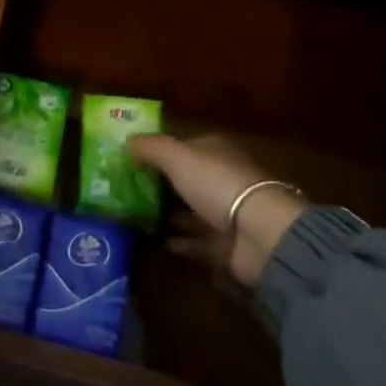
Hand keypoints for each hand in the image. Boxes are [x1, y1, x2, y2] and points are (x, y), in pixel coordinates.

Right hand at [129, 134, 309, 287]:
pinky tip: (159, 241)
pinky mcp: (226, 244)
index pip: (183, 146)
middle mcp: (221, 178)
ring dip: (169, 213)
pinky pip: (198, 240)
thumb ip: (150, 147)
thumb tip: (126, 141)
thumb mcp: (176, 156)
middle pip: (186, 179)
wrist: (259, 233)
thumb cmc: (216, 183)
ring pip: (191, 210)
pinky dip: (180, 241)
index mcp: (213, 151)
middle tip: (127, 192)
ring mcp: (226, 213)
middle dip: (160, 184)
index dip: (158, 151)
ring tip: (137, 217)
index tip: (130, 160)